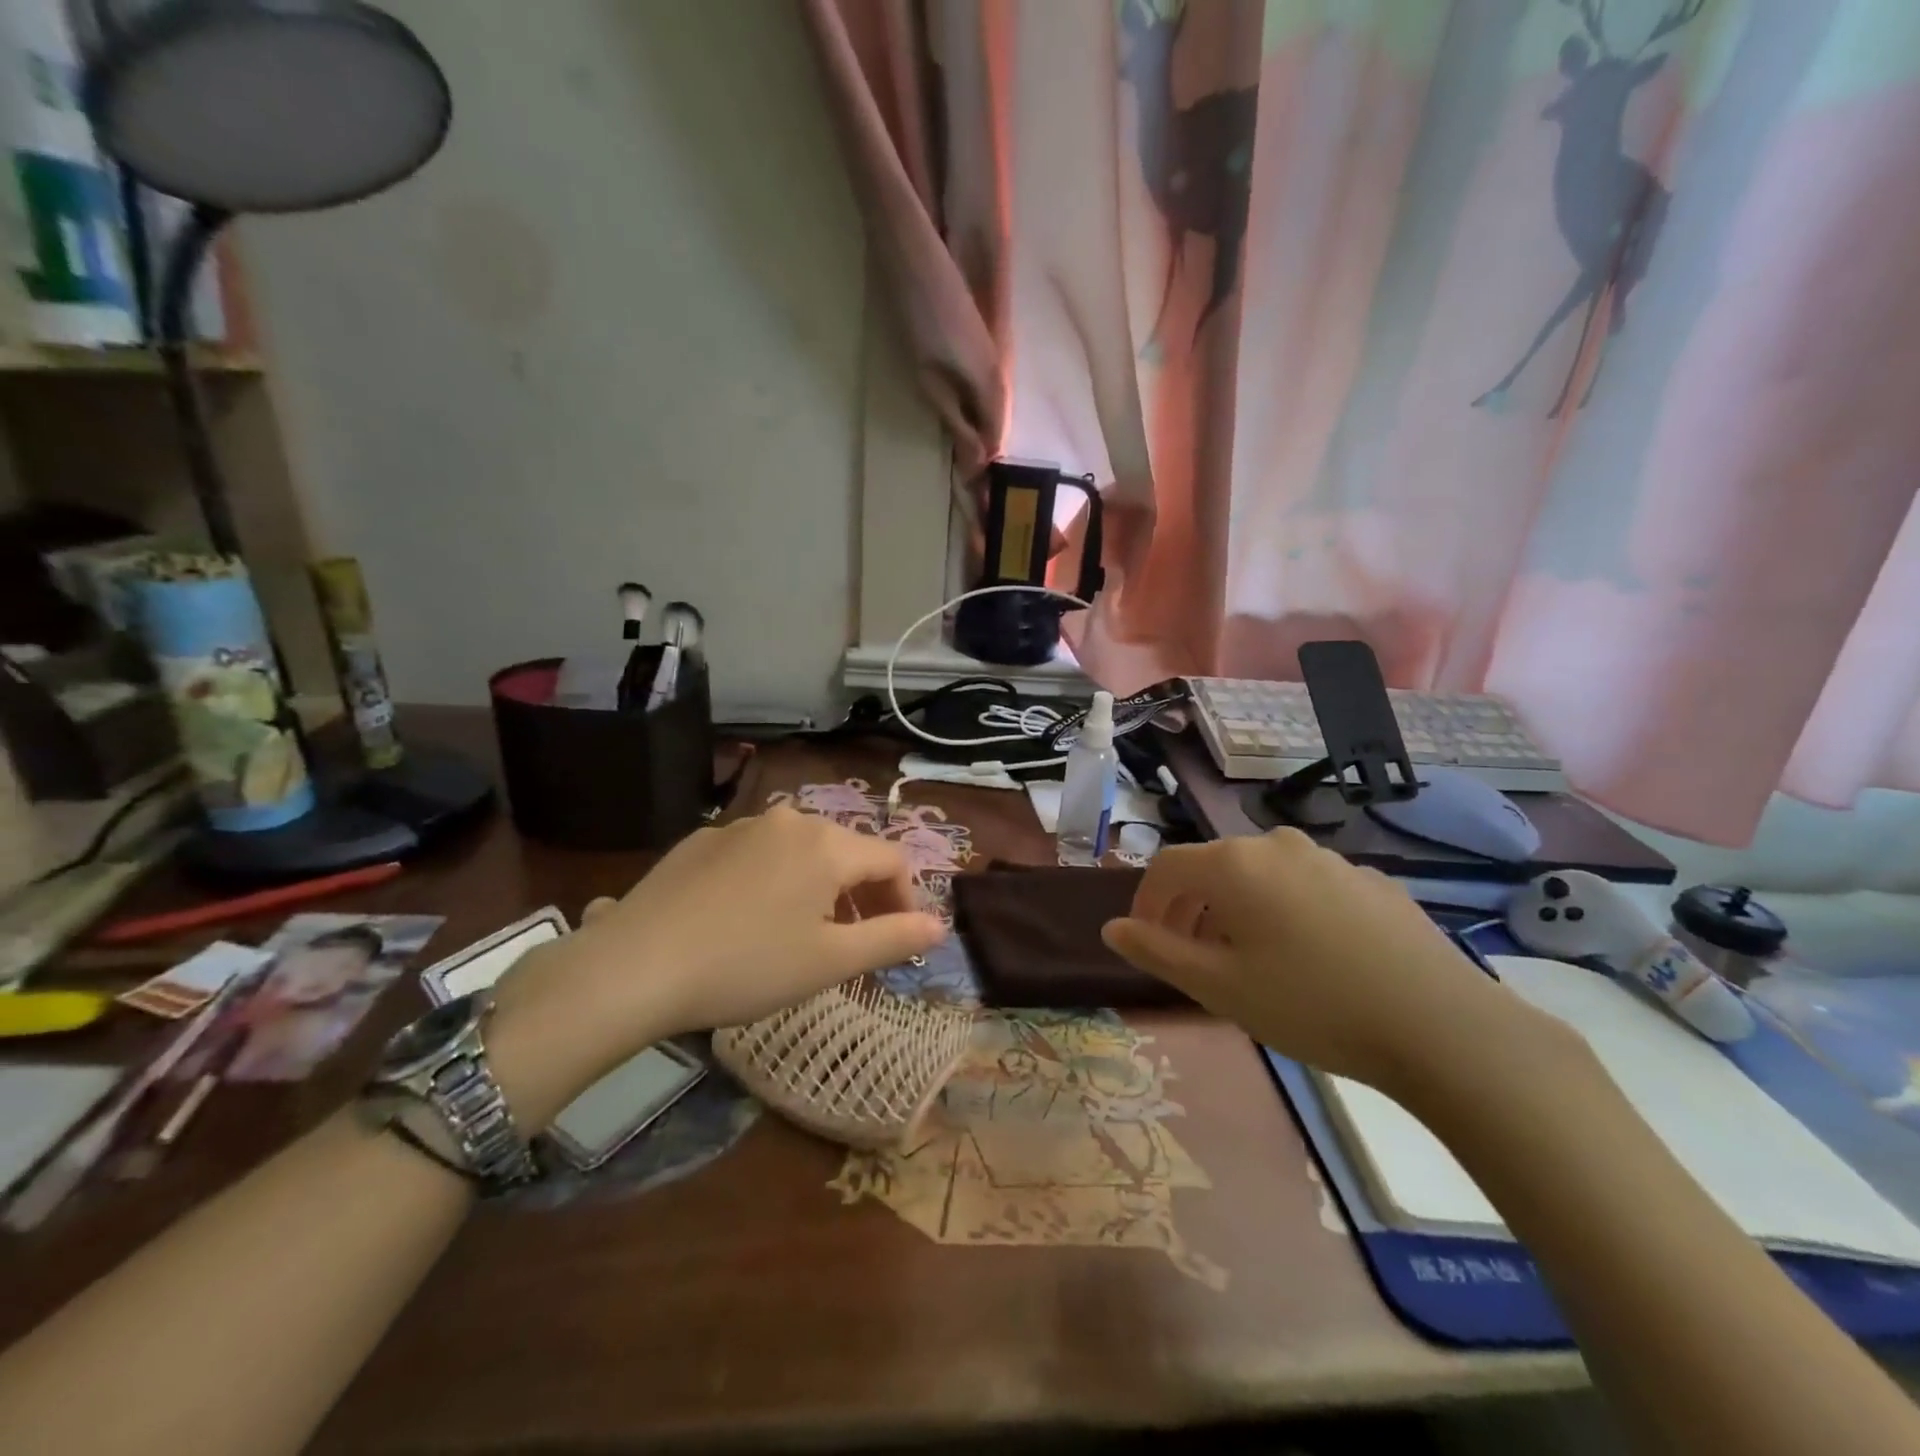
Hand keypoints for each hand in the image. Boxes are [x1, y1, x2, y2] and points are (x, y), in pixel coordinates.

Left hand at [571, 805, 946, 1031]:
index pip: (892, 860)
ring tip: (798, 933)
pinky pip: (757, 854)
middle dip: (860, 895)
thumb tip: (940, 926)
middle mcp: (790, 821)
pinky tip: (744, 919)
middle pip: (847, 852)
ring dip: (816, 887)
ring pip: (800, 851)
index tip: (895, 940)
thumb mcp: (830, 962)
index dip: (905, 899)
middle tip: (848, 943)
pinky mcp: (701, 839)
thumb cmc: (747, 966)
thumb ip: (893, 938)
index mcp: (828, 845)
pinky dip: (771, 880)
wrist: (635, 965)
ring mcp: (740, 826)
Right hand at [1101, 829, 1543, 1093]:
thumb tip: (1112, 927)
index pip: (1167, 866)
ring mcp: (1330, 858)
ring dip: (1238, 908)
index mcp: (1234, 864)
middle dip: (1191, 907)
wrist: (1440, 1026)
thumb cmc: (1310, 1004)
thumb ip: (1157, 951)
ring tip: (1249, 957)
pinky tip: (1310, 956)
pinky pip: (1307, 886)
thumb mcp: (1219, 987)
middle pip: (1214, 867)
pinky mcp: (1371, 881)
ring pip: (1262, 875)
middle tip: (1193, 957)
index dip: (1146, 901)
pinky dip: (1287, 909)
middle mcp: (1278, 845)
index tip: (1146, 940)